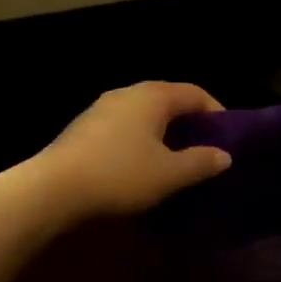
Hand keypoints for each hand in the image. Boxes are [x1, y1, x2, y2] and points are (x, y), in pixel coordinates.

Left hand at [35, 82, 232, 219]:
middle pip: (168, 100)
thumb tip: (224, 155)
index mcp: (153, 96)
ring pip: (143, 114)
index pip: (194, 93)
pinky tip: (140, 165)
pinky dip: (139, 140)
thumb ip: (200, 162)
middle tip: (203, 149)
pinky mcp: (84, 128)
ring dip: (162, 132)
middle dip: (189, 122)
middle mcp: (127, 93)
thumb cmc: (120, 175)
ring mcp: (101, 108)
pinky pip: (123, 127)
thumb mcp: (169, 174)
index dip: (216, 112)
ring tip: (174, 159)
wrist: (53, 189)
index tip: (228, 137)